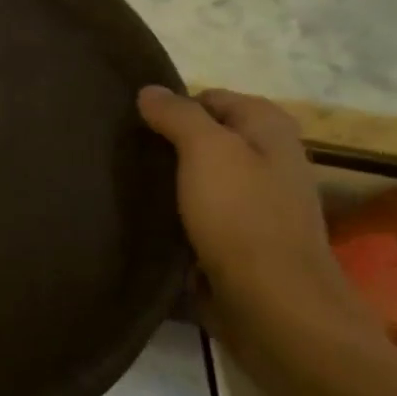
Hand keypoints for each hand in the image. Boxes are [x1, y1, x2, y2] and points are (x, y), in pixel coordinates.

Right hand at [138, 86, 385, 372]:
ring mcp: (256, 203)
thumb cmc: (241, 217)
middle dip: (168, 144)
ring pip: (200, 176)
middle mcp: (269, 160)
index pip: (211, 98)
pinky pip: (200, 212)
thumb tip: (149, 90)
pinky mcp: (240, 239)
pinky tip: (148, 218)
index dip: (174, 107)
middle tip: (124, 153)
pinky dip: (177, 212)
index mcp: (269, 129)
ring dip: (170, 181)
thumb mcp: (206, 151)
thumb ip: (178, 115)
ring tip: (127, 183)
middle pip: (207, 138)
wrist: (271, 304)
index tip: (135, 125)